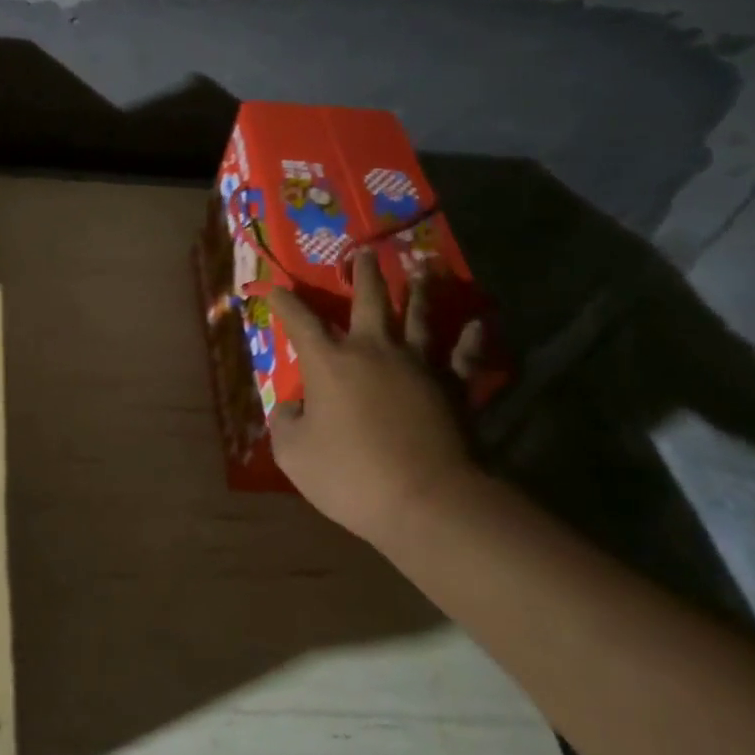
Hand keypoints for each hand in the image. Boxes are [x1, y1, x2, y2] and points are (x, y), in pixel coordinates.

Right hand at [266, 251, 485, 544]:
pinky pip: (464, 355)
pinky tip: (479, 322)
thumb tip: (292, 408)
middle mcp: (374, 351)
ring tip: (424, 267)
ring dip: (420, 290)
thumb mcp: (294, 454)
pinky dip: (471, 338)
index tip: (275, 287)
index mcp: (330, 362)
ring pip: (420, 317)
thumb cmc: (351, 476)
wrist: (427, 501)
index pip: (300, 321)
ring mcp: (419, 365)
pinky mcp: (454, 387)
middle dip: (363, 275)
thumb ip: (286, 423)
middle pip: (369, 301)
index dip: (285, 302)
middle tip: (364, 252)